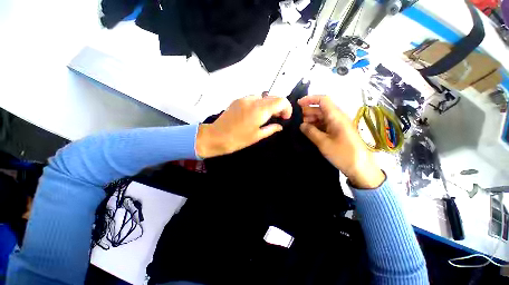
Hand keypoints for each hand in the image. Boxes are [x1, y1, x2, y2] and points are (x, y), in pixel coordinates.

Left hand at [196, 94, 291, 157]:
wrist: (216, 137)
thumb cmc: (238, 139)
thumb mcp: (257, 136)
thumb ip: (271, 129)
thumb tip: (280, 126)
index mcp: (260, 110)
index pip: (281, 101)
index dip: (287, 108)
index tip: (285, 117)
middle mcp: (253, 100)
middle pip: (273, 96)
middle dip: (279, 106)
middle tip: (278, 117)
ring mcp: (244, 99)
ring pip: (263, 96)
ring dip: (269, 104)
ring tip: (266, 116)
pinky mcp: (238, 100)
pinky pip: (253, 98)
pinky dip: (259, 103)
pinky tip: (255, 113)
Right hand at [298, 95, 384, 188]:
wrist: (361, 168)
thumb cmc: (343, 154)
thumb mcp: (323, 143)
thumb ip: (310, 132)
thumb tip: (301, 125)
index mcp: (336, 116)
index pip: (323, 100)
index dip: (310, 99)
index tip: (297, 105)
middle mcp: (338, 117)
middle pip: (321, 108)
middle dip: (307, 112)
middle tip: (295, 119)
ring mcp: (338, 125)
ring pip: (322, 117)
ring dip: (311, 119)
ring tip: (300, 126)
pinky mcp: (338, 131)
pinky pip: (325, 124)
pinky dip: (316, 126)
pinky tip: (308, 131)